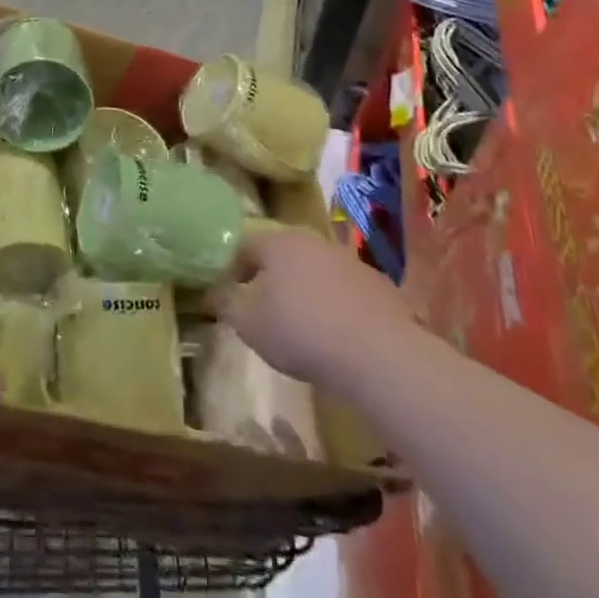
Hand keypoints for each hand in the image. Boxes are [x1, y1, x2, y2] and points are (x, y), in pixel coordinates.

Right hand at [219, 226, 419, 389]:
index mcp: (277, 241)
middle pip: (282, 256)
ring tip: (302, 327)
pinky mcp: (382, 288)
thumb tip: (215, 293)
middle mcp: (314, 241)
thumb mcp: (247, 323)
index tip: (228, 297)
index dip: (231, 271)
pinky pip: (347, 293)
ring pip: (316, 272)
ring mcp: (351, 262)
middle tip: (263, 310)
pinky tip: (337, 337)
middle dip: (270, 279)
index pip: (243, 247)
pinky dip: (337, 308)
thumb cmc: (301, 331)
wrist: (380, 356)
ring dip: (305, 292)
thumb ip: (226, 303)